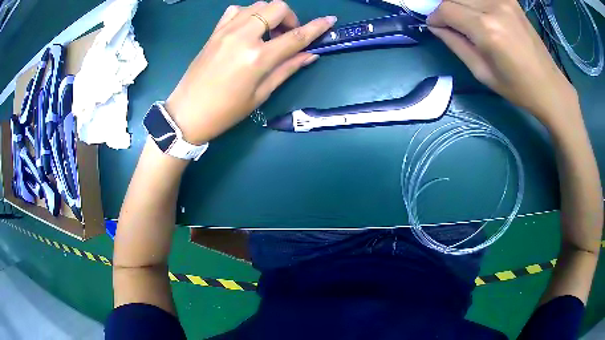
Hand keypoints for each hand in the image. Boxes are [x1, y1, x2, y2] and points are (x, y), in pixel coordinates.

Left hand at [165, 1, 335, 144]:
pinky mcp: (214, 32)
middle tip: (286, 36)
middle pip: (276, 8)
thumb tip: (310, 55)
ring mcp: (226, 31)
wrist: (186, 113)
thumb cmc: (226, 111)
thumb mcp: (260, 94)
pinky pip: (236, 10)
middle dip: (289, 18)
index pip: (295, 36)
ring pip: (257, 5)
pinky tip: (248, 29)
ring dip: (269, 15)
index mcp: (257, 58)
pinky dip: (248, 14)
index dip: (316, 27)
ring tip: (267, 34)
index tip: (330, 20)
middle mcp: (243, 37)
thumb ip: (287, 69)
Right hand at [428, 0, 577, 126]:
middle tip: (448, 23)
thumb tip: (436, 26)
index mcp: (487, 30)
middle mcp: (493, 7)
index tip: (435, 26)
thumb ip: (456, 44)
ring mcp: (504, 0)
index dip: (435, 16)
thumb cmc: (517, 87)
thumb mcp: (482, 73)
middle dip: (446, 8)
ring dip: (460, 4)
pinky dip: (475, 2)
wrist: (548, 85)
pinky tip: (478, 12)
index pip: (446, 9)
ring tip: (465, 19)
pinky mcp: (510, 0)